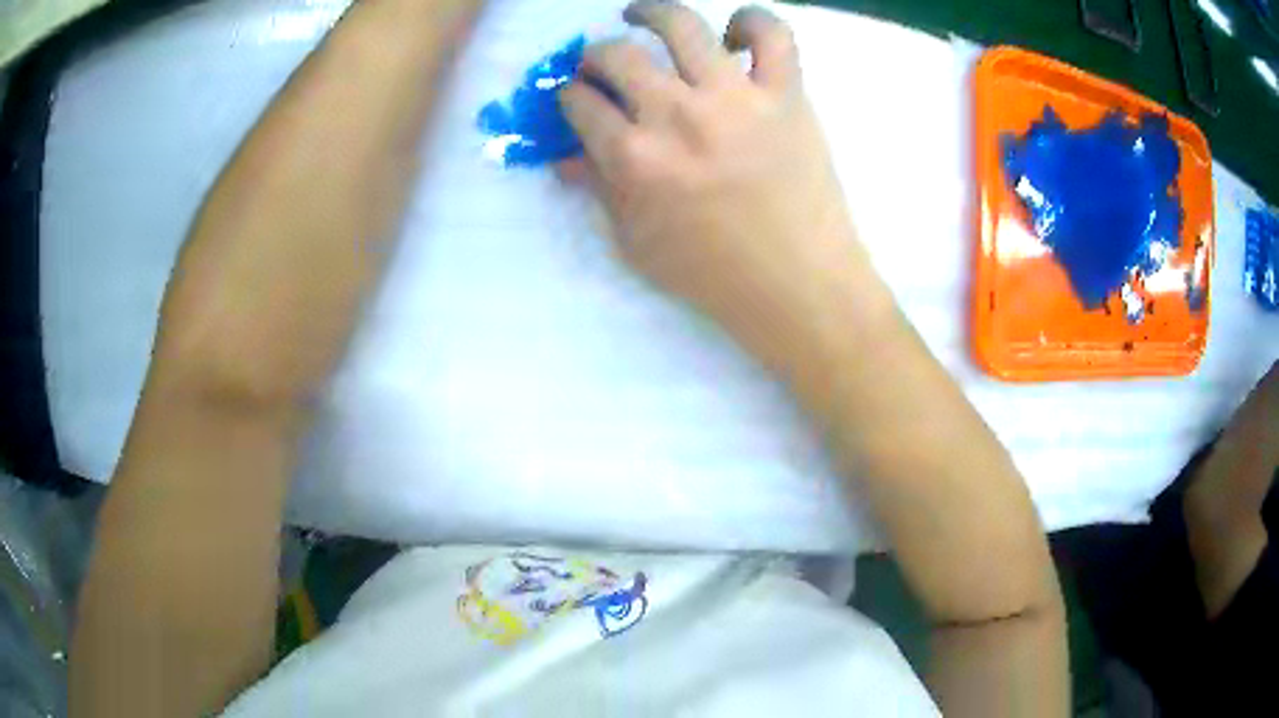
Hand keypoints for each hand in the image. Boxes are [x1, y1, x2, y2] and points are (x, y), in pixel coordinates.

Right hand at [560, 1, 871, 365]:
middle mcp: (677, 114)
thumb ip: (598, 190)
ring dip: (651, 12)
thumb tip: (564, 155)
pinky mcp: (786, 94)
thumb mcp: (636, 243)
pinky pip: (773, 34)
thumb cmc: (713, 274)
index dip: (570, 96)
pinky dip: (752, 21)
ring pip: (682, 24)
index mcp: (633, 157)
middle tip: (603, 63)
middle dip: (596, 55)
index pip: (580, 103)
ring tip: (641, 15)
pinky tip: (734, 33)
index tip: (577, 98)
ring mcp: (736, 97)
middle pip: (617, 55)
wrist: (799, 285)